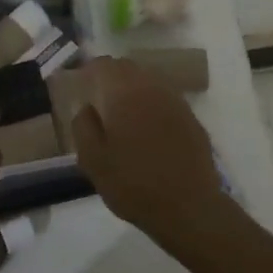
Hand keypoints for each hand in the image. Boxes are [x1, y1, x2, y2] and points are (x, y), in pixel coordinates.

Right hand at [70, 58, 235, 244]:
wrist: (188, 207)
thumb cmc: (133, 185)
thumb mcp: (93, 161)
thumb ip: (84, 127)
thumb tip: (87, 107)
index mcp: (125, 94)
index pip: (105, 65)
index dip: (90, 68)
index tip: (81, 79)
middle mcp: (152, 88)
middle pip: (129, 68)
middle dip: (112, 75)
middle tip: (99, 93)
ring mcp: (176, 102)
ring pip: (150, 80)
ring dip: (134, 87)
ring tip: (122, 109)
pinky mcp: (192, 118)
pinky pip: (166, 99)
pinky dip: (152, 102)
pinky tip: (148, 125)